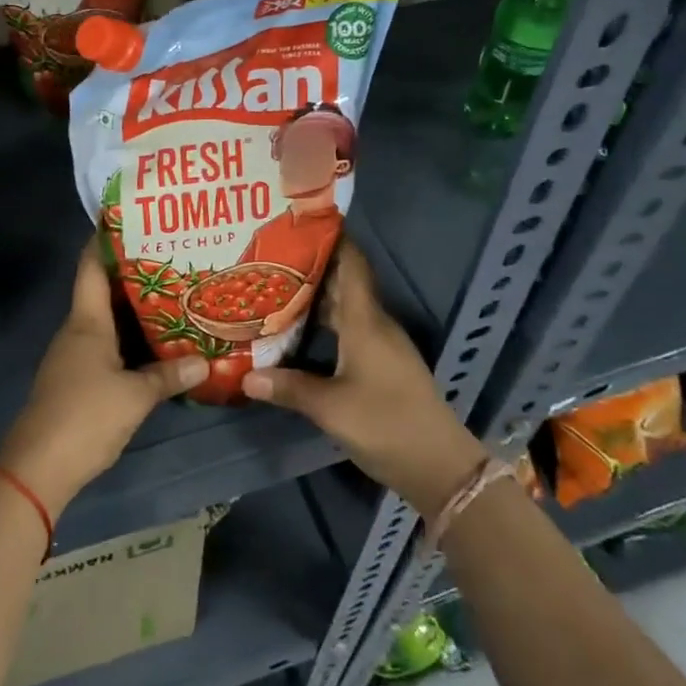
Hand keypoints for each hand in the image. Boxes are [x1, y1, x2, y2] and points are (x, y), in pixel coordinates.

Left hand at [0, 240, 206, 518]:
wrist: (38, 469)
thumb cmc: (85, 417)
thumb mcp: (135, 396)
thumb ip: (169, 376)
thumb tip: (204, 361)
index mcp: (86, 322)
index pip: (91, 267)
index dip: (104, 239)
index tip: (128, 218)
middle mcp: (77, 331)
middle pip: (103, 290)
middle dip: (132, 273)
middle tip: (170, 258)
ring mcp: (74, 356)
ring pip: (106, 320)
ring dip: (133, 309)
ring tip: (171, 295)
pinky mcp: (76, 380)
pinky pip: (106, 345)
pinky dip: (128, 338)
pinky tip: (153, 342)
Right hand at [241, 241, 485, 519]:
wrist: (440, 466)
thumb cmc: (386, 424)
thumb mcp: (331, 409)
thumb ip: (289, 388)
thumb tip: (245, 377)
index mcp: (365, 321)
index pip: (352, 263)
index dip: (332, 237)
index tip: (301, 220)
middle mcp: (374, 324)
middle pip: (342, 283)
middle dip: (310, 266)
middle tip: (270, 256)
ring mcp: (380, 345)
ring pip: (343, 308)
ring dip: (315, 297)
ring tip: (274, 288)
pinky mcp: (380, 364)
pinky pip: (347, 330)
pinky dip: (323, 323)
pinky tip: (297, 332)